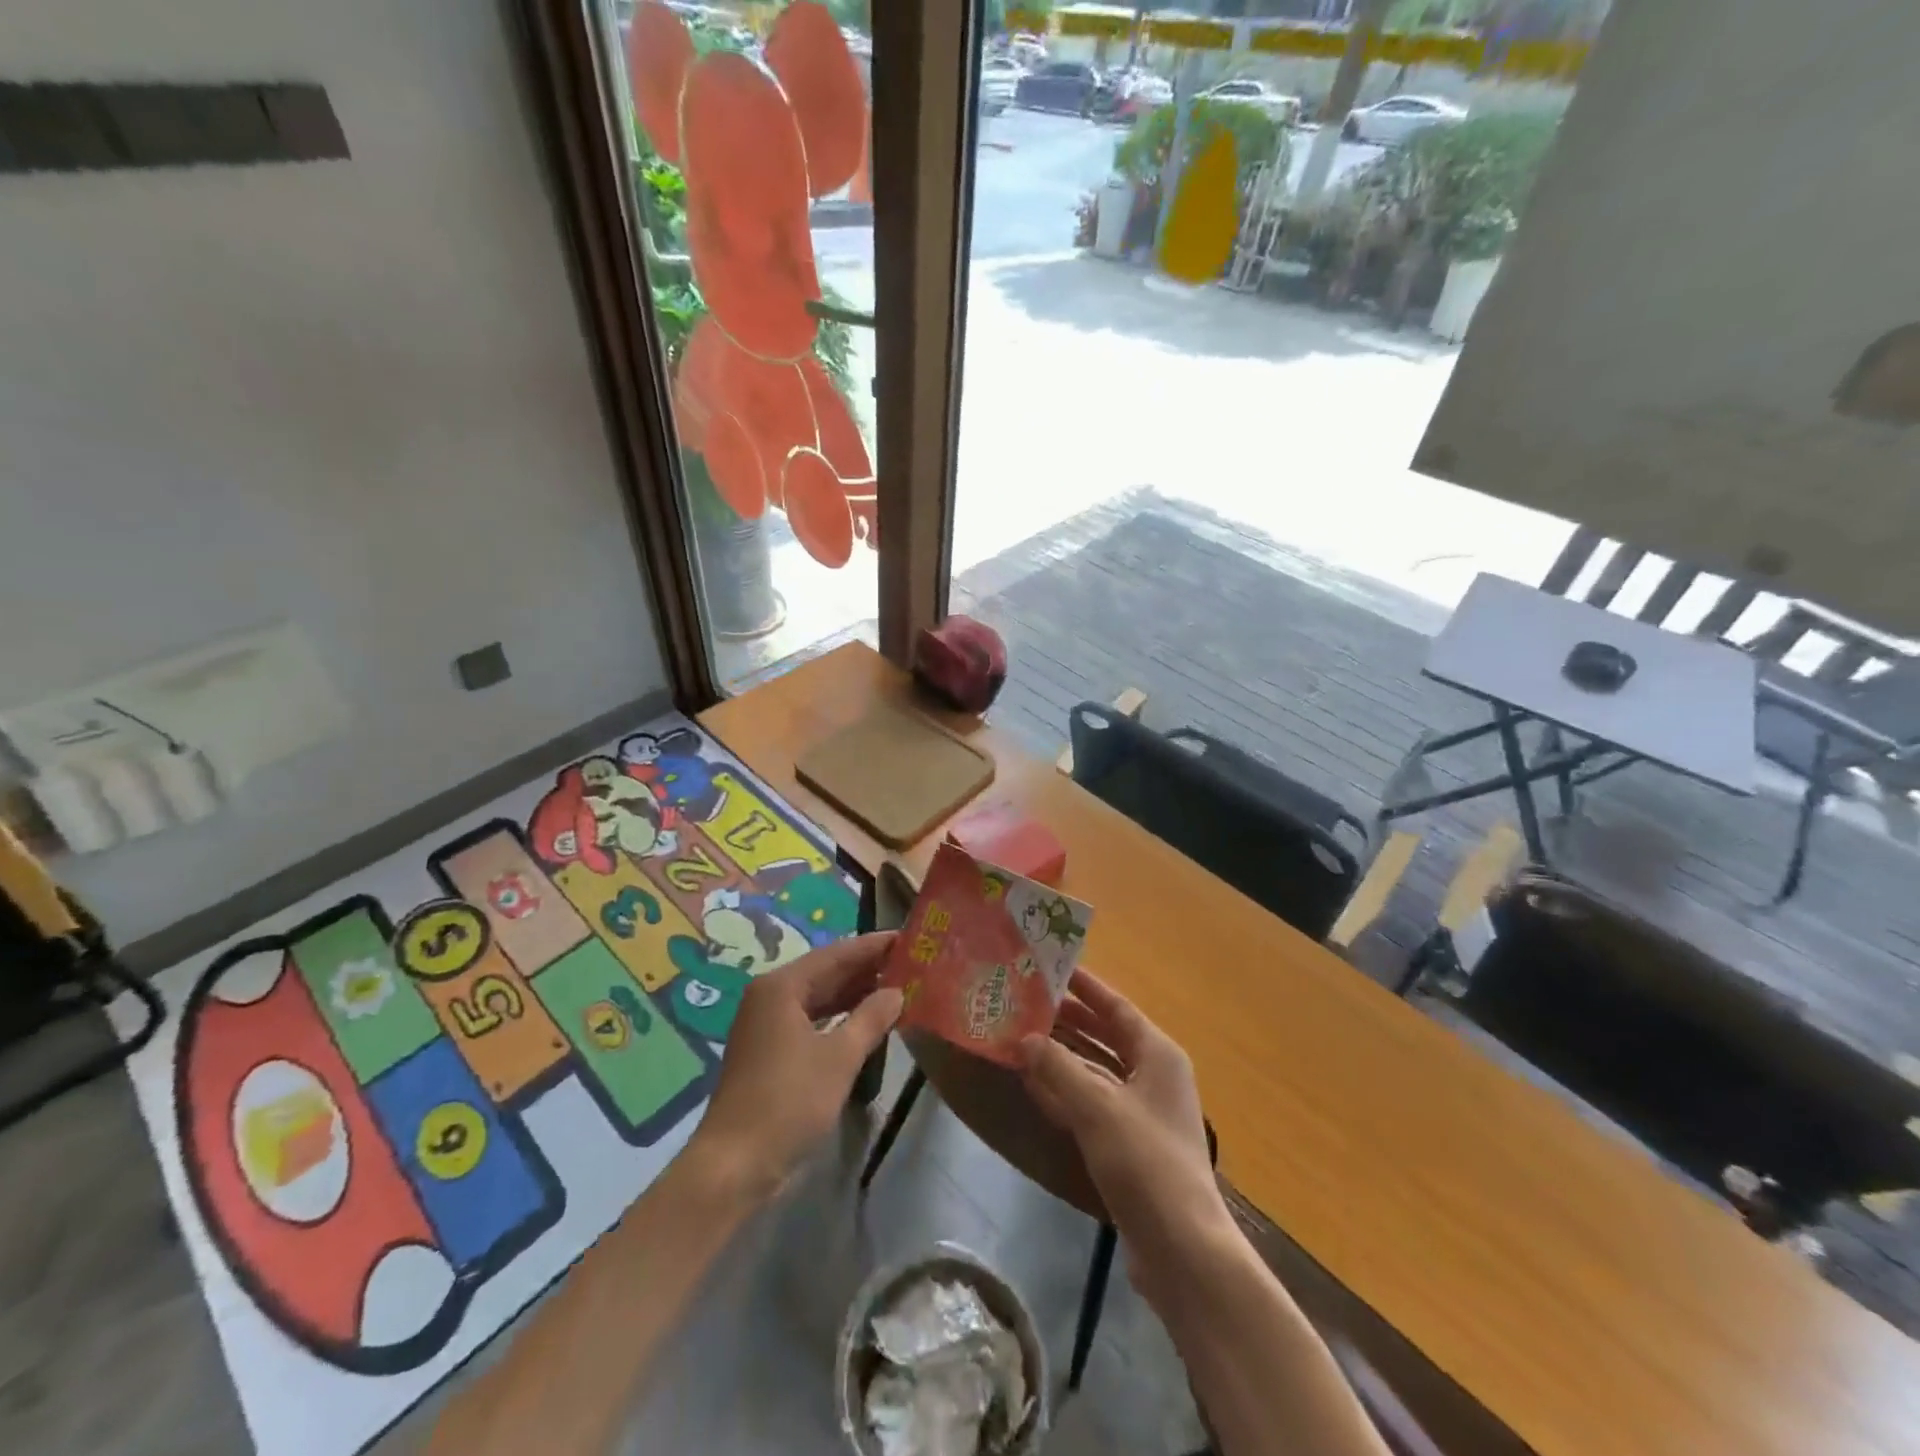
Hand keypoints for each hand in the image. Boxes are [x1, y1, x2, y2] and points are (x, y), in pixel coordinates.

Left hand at [691, 933, 903, 1202]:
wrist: (735, 1164)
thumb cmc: (789, 1101)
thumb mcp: (839, 1058)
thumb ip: (871, 1018)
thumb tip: (897, 991)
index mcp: (782, 986)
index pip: (837, 953)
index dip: (873, 946)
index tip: (908, 938)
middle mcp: (771, 996)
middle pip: (826, 972)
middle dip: (866, 968)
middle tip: (910, 963)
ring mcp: (767, 1024)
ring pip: (819, 997)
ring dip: (855, 994)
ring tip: (897, 988)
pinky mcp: (770, 1051)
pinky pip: (812, 1020)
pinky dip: (839, 1017)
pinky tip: (867, 1021)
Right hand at [1018, 969, 1227, 1306]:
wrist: (1182, 1249)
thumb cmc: (1145, 1162)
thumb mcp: (1097, 1107)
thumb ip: (1058, 1067)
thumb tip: (1023, 1038)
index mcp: (1158, 1055)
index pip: (1117, 1007)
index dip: (1086, 987)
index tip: (1052, 967)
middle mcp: (1153, 1076)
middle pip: (1105, 1036)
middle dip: (1067, 1021)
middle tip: (1026, 1003)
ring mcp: (1142, 1112)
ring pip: (1096, 1070)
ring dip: (1062, 1056)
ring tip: (1021, 1037)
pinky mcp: (1129, 1145)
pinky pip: (1092, 1103)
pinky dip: (1065, 1091)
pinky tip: (1033, 1084)